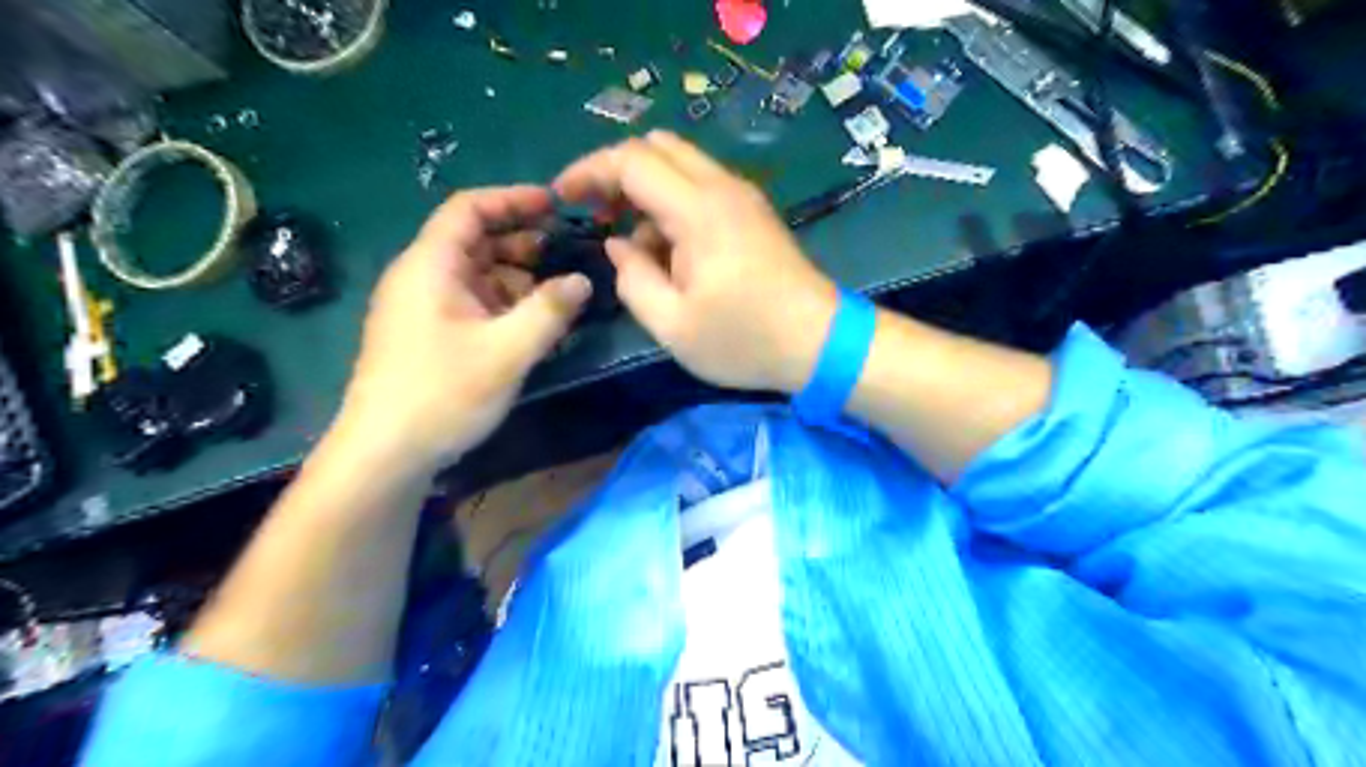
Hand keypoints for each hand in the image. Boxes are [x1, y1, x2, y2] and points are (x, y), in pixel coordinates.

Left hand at [337, 185, 591, 473]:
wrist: (385, 454)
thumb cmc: (443, 394)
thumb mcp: (507, 351)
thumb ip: (549, 311)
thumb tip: (583, 280)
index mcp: (430, 266)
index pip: (469, 209)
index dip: (513, 200)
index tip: (555, 206)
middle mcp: (421, 278)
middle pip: (474, 241)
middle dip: (522, 244)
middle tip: (565, 257)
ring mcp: (423, 309)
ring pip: (476, 275)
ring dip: (517, 280)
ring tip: (557, 299)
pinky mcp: (428, 336)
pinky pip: (471, 304)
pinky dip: (503, 306)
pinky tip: (531, 328)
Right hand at [551, 132, 831, 392]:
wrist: (821, 343)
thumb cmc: (745, 340)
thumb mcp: (673, 326)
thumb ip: (633, 280)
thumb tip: (619, 245)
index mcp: (699, 211)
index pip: (632, 161)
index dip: (589, 171)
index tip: (562, 198)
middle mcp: (722, 188)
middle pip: (657, 146)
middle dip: (616, 172)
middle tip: (596, 214)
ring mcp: (743, 197)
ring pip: (681, 164)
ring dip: (646, 189)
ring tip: (632, 243)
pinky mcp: (753, 213)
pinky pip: (702, 186)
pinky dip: (672, 202)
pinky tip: (668, 249)